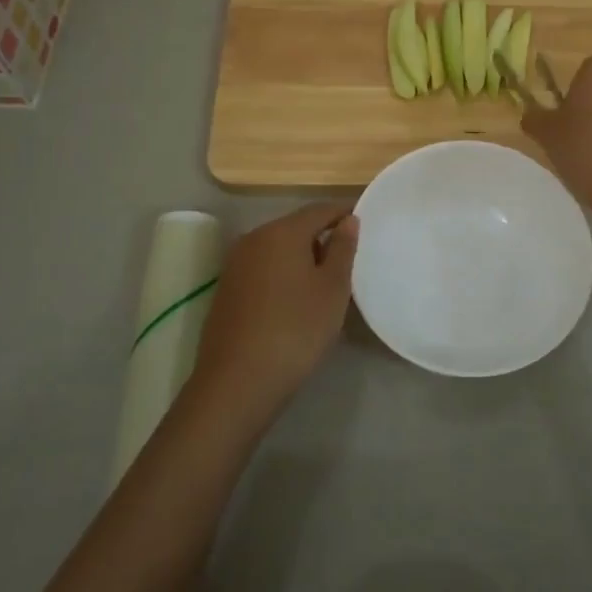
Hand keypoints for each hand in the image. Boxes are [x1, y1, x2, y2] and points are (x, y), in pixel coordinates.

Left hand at [189, 201, 357, 429]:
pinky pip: (263, 269)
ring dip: (302, 258)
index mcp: (282, 231)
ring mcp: (235, 264)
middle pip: (295, 227)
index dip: (344, 213)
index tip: (365, 225)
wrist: (237, 381)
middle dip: (322, 237)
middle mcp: (254, 239)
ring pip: (277, 249)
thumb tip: (348, 220)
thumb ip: (342, 249)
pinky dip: (283, 275)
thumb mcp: (332, 289)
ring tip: (325, 283)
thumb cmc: (296, 329)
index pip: (320, 209)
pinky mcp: (227, 290)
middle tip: (348, 260)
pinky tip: (295, 301)